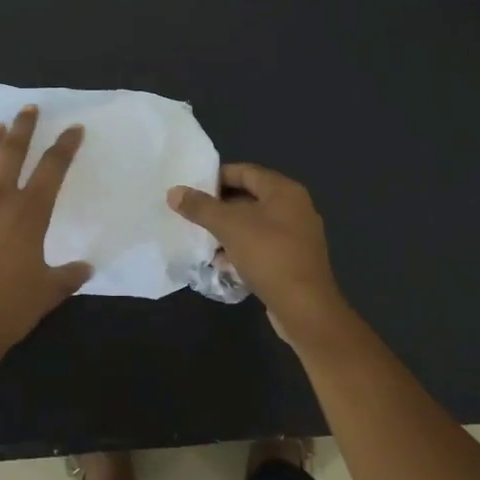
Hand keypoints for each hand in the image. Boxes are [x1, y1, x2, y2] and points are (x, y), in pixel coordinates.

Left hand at [0, 106, 93, 357]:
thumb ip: (67, 276)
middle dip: (23, 127)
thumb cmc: (7, 308)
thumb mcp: (47, 293)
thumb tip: (84, 268)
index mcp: (29, 213)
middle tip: (29, 109)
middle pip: (11, 152)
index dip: (64, 146)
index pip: (52, 168)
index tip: (73, 129)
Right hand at [167, 164, 346, 340]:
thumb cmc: (269, 256)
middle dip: (219, 206)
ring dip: (228, 230)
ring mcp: (296, 235)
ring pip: (254, 224)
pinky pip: (262, 246)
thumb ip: (201, 207)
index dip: (216, 176)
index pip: (245, 171)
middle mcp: (294, 207)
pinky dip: (241, 248)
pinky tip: (221, 262)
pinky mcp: (293, 260)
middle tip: (191, 213)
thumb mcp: (230, 227)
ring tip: (201, 238)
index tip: (191, 188)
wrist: (305, 308)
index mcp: (284, 191)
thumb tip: (174, 191)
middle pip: (250, 197)